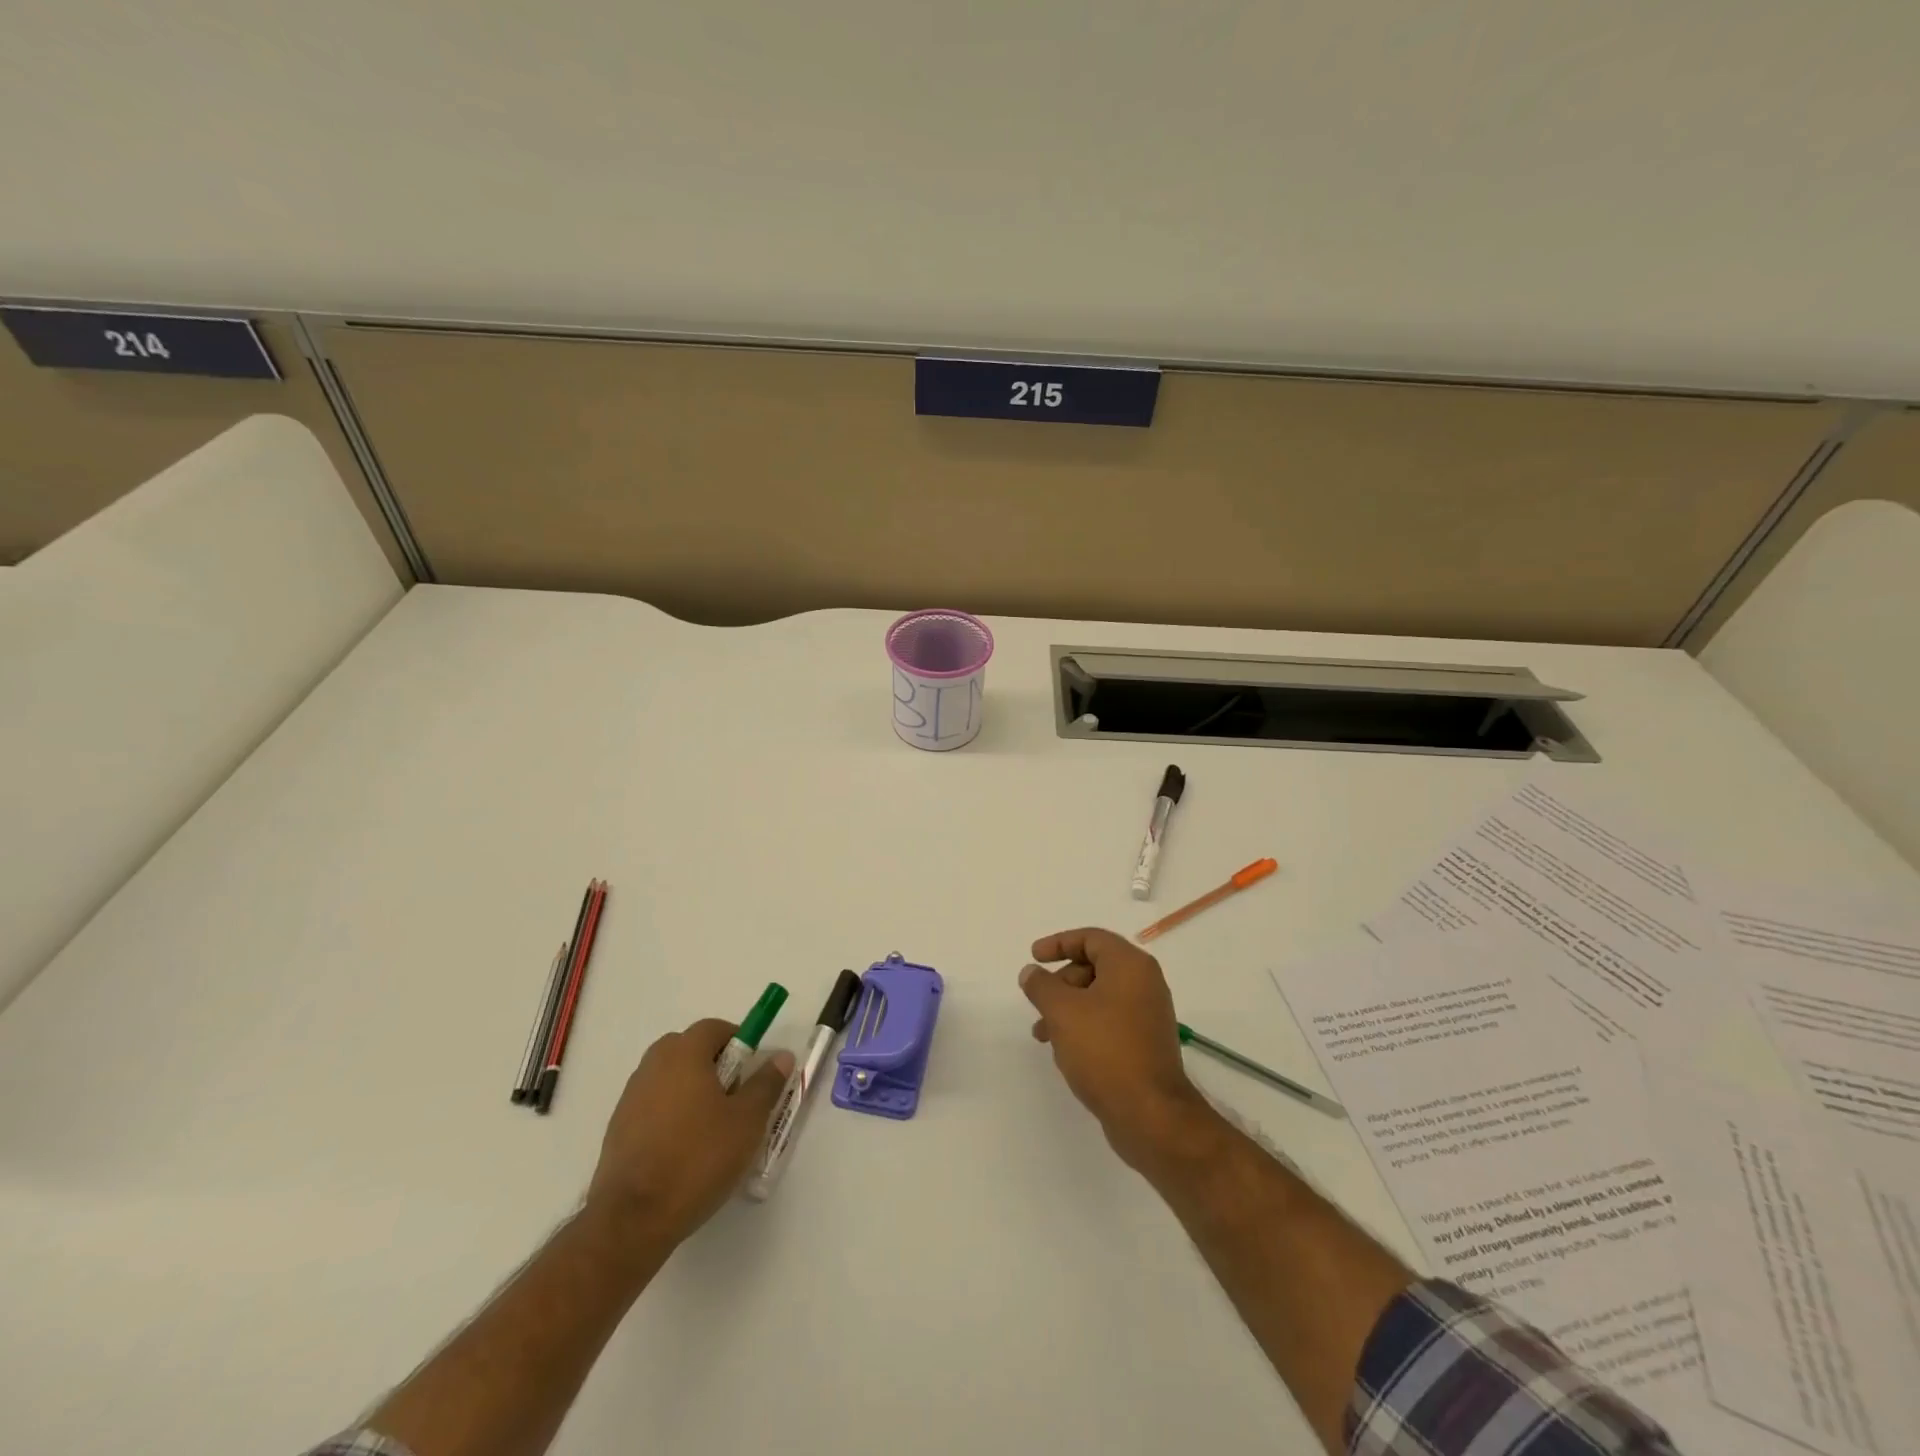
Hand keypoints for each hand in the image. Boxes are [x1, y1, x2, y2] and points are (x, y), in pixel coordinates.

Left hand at [586, 1019, 793, 1246]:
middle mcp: (653, 1065)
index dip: (739, 1042)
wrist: (633, 1219)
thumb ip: (766, 1083)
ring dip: (692, 1091)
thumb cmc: (698, 1158)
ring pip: (671, 1079)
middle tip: (735, 1099)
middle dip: (716, 1066)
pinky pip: (653, 1106)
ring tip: (711, 1130)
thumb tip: (781, 1056)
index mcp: (683, 1053)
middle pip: (690, 1050)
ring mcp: (630, 1097)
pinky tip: (684, 1151)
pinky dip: (671, 1116)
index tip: (753, 1072)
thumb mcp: (747, 1121)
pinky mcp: (618, 1129)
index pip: (715, 1028)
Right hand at [1020, 928, 1209, 1170]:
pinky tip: (1065, 1051)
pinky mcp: (1146, 1044)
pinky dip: (1084, 1026)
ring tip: (1042, 1034)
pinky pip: (1109, 1022)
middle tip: (1038, 1000)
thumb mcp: (1062, 1011)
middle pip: (1095, 967)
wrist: (1150, 1114)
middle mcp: (1145, 984)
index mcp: (1130, 965)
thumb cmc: (1104, 1050)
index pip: (1091, 938)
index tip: (1034, 957)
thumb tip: (1031, 972)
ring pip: (1100, 997)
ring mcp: (1148, 1015)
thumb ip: (1041, 985)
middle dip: (1061, 982)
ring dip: (1068, 1008)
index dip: (1059, 943)